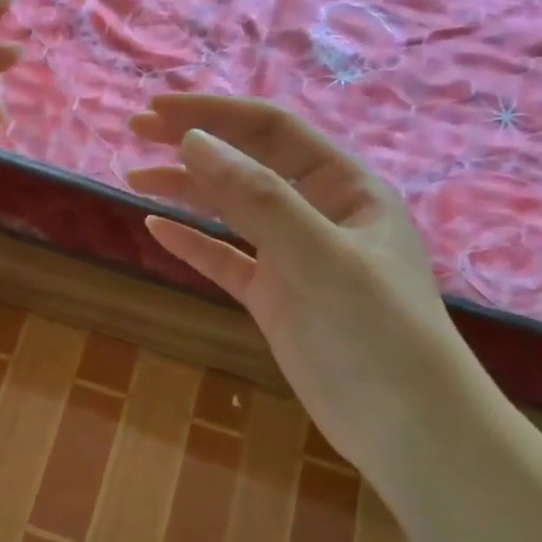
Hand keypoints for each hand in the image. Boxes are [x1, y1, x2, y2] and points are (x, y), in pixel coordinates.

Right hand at [127, 94, 477, 469]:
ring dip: (185, 190)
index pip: (271, 131)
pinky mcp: (274, 298)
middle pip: (246, 163)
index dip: (214, 114)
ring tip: (133, 176)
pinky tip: (156, 229)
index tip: (156, 111)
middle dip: (193, 143)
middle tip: (136, 131)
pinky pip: (225, 259)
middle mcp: (318, 213)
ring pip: (230, 210)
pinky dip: (192, 242)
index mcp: (344, 187)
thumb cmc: (378, 332)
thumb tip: (193, 141)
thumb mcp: (318, 256)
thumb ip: (256, 198)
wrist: (409, 430)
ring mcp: (293, 257)